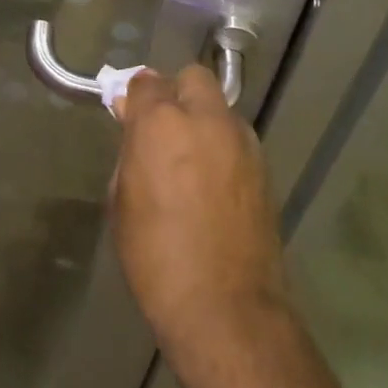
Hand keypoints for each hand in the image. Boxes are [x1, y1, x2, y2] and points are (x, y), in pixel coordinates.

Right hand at [111, 65, 286, 360]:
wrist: (225, 308)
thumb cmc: (156, 256)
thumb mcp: (123, 200)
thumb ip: (130, 151)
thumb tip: (134, 124)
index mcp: (162, 123)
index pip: (146, 82)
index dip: (134, 97)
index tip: (127, 116)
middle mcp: (207, 119)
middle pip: (191, 78)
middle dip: (174, 93)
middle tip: (160, 128)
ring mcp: (242, 141)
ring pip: (219, 107)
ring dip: (201, 119)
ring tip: (189, 158)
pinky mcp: (264, 167)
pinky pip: (236, 137)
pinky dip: (221, 145)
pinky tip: (212, 181)